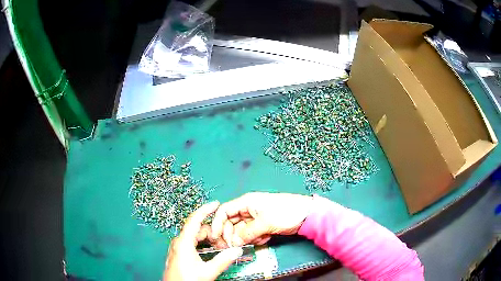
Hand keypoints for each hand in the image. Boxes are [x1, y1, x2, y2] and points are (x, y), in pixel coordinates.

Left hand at [163, 201, 242, 280]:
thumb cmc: (187, 279)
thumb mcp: (207, 271)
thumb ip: (223, 260)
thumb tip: (237, 250)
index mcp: (183, 242)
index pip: (194, 219)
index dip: (205, 209)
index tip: (216, 204)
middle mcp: (179, 241)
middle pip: (198, 230)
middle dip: (213, 233)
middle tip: (226, 242)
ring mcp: (178, 247)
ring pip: (195, 237)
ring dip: (208, 240)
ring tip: (220, 249)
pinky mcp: (178, 253)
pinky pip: (192, 243)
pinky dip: (203, 244)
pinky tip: (210, 252)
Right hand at [210, 192, 313, 246]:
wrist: (306, 215)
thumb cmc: (285, 213)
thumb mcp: (265, 222)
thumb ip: (247, 233)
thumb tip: (233, 242)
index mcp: (246, 202)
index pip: (224, 211)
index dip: (217, 223)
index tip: (216, 237)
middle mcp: (248, 210)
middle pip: (231, 223)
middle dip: (233, 235)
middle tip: (236, 246)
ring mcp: (255, 219)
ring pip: (241, 231)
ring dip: (247, 238)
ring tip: (260, 238)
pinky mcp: (262, 226)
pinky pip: (251, 234)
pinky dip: (256, 238)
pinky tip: (266, 237)